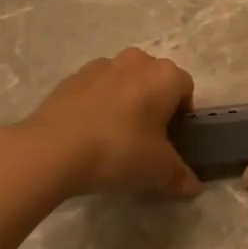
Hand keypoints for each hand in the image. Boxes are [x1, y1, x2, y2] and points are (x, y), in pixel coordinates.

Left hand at [20, 48, 200, 196]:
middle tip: (146, 140)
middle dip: (154, 105)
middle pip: (154, 81)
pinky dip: (97, 105)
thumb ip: (181, 176)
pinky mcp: (71, 77)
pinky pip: (96, 89)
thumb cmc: (119, 150)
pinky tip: (88, 134)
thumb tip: (194, 187)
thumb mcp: (158, 171)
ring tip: (113, 138)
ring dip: (125, 102)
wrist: (53, 148)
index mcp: (164, 75)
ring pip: (124, 82)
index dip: (182, 116)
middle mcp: (136, 61)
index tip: (171, 141)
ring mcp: (100, 65)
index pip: (186, 89)